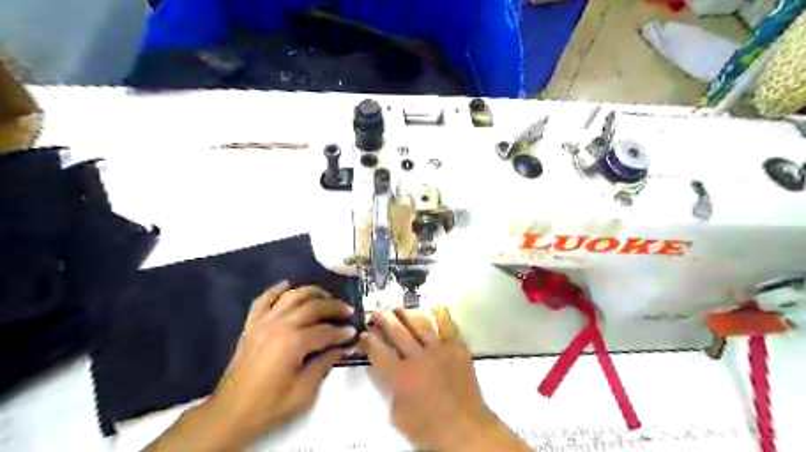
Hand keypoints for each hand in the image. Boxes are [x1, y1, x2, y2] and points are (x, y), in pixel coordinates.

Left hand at [210, 283, 354, 447]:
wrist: (230, 414)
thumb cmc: (270, 406)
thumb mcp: (304, 392)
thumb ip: (325, 364)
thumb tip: (344, 348)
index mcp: (293, 343)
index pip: (326, 331)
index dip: (342, 332)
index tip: (354, 332)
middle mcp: (279, 326)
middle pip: (313, 307)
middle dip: (334, 306)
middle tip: (348, 310)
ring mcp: (263, 322)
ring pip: (292, 296)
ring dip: (312, 292)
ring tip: (326, 296)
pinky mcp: (251, 325)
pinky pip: (263, 300)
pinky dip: (276, 290)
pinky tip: (287, 285)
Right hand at [363, 306, 505, 449]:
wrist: (466, 430)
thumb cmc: (429, 429)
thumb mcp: (398, 416)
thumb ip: (390, 390)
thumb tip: (387, 371)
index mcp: (400, 377)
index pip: (378, 351)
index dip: (368, 341)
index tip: (364, 334)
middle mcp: (418, 357)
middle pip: (397, 332)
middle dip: (383, 320)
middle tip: (377, 313)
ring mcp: (439, 350)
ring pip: (420, 324)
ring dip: (406, 314)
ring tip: (398, 308)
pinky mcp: (457, 348)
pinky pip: (448, 326)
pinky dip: (441, 314)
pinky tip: (435, 305)